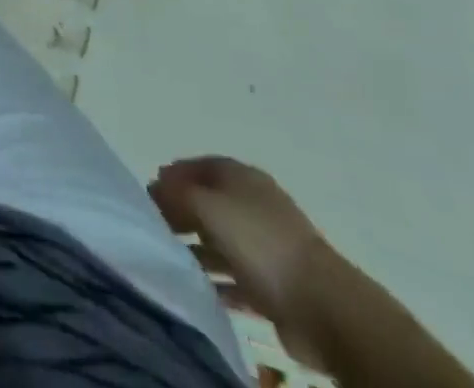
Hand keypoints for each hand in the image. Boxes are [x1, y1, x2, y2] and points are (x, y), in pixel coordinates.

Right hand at [151, 156, 327, 367]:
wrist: (322, 306)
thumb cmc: (259, 242)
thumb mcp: (208, 206)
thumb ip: (177, 194)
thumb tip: (156, 188)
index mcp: (242, 177)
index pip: (201, 166)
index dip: (175, 174)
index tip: (150, 190)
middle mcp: (254, 205)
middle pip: (210, 202)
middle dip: (182, 211)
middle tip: (156, 225)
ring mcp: (267, 246)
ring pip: (221, 241)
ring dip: (196, 248)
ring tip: (170, 258)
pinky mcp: (274, 286)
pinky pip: (235, 278)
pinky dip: (216, 281)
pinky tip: (197, 288)